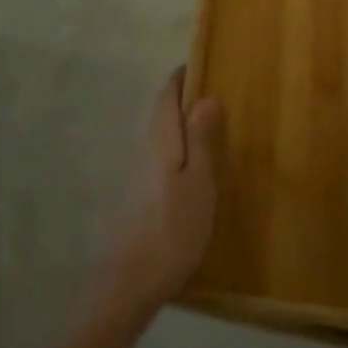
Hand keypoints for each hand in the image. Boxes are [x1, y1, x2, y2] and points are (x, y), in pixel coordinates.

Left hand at [93, 67, 224, 317]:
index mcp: (160, 137)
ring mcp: (139, 172)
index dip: (183, 77)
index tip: (204, 65)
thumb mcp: (198, 182)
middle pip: (162, 111)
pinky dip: (178, 149)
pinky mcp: (139, 194)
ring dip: (181, 125)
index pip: (167, 93)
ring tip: (211, 128)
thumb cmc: (172, 227)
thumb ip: (200, 138)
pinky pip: (161, 156)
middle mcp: (145, 147)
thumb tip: (206, 96)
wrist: (130, 282)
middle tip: (216, 95)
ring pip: (161, 134)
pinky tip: (194, 168)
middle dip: (184, 98)